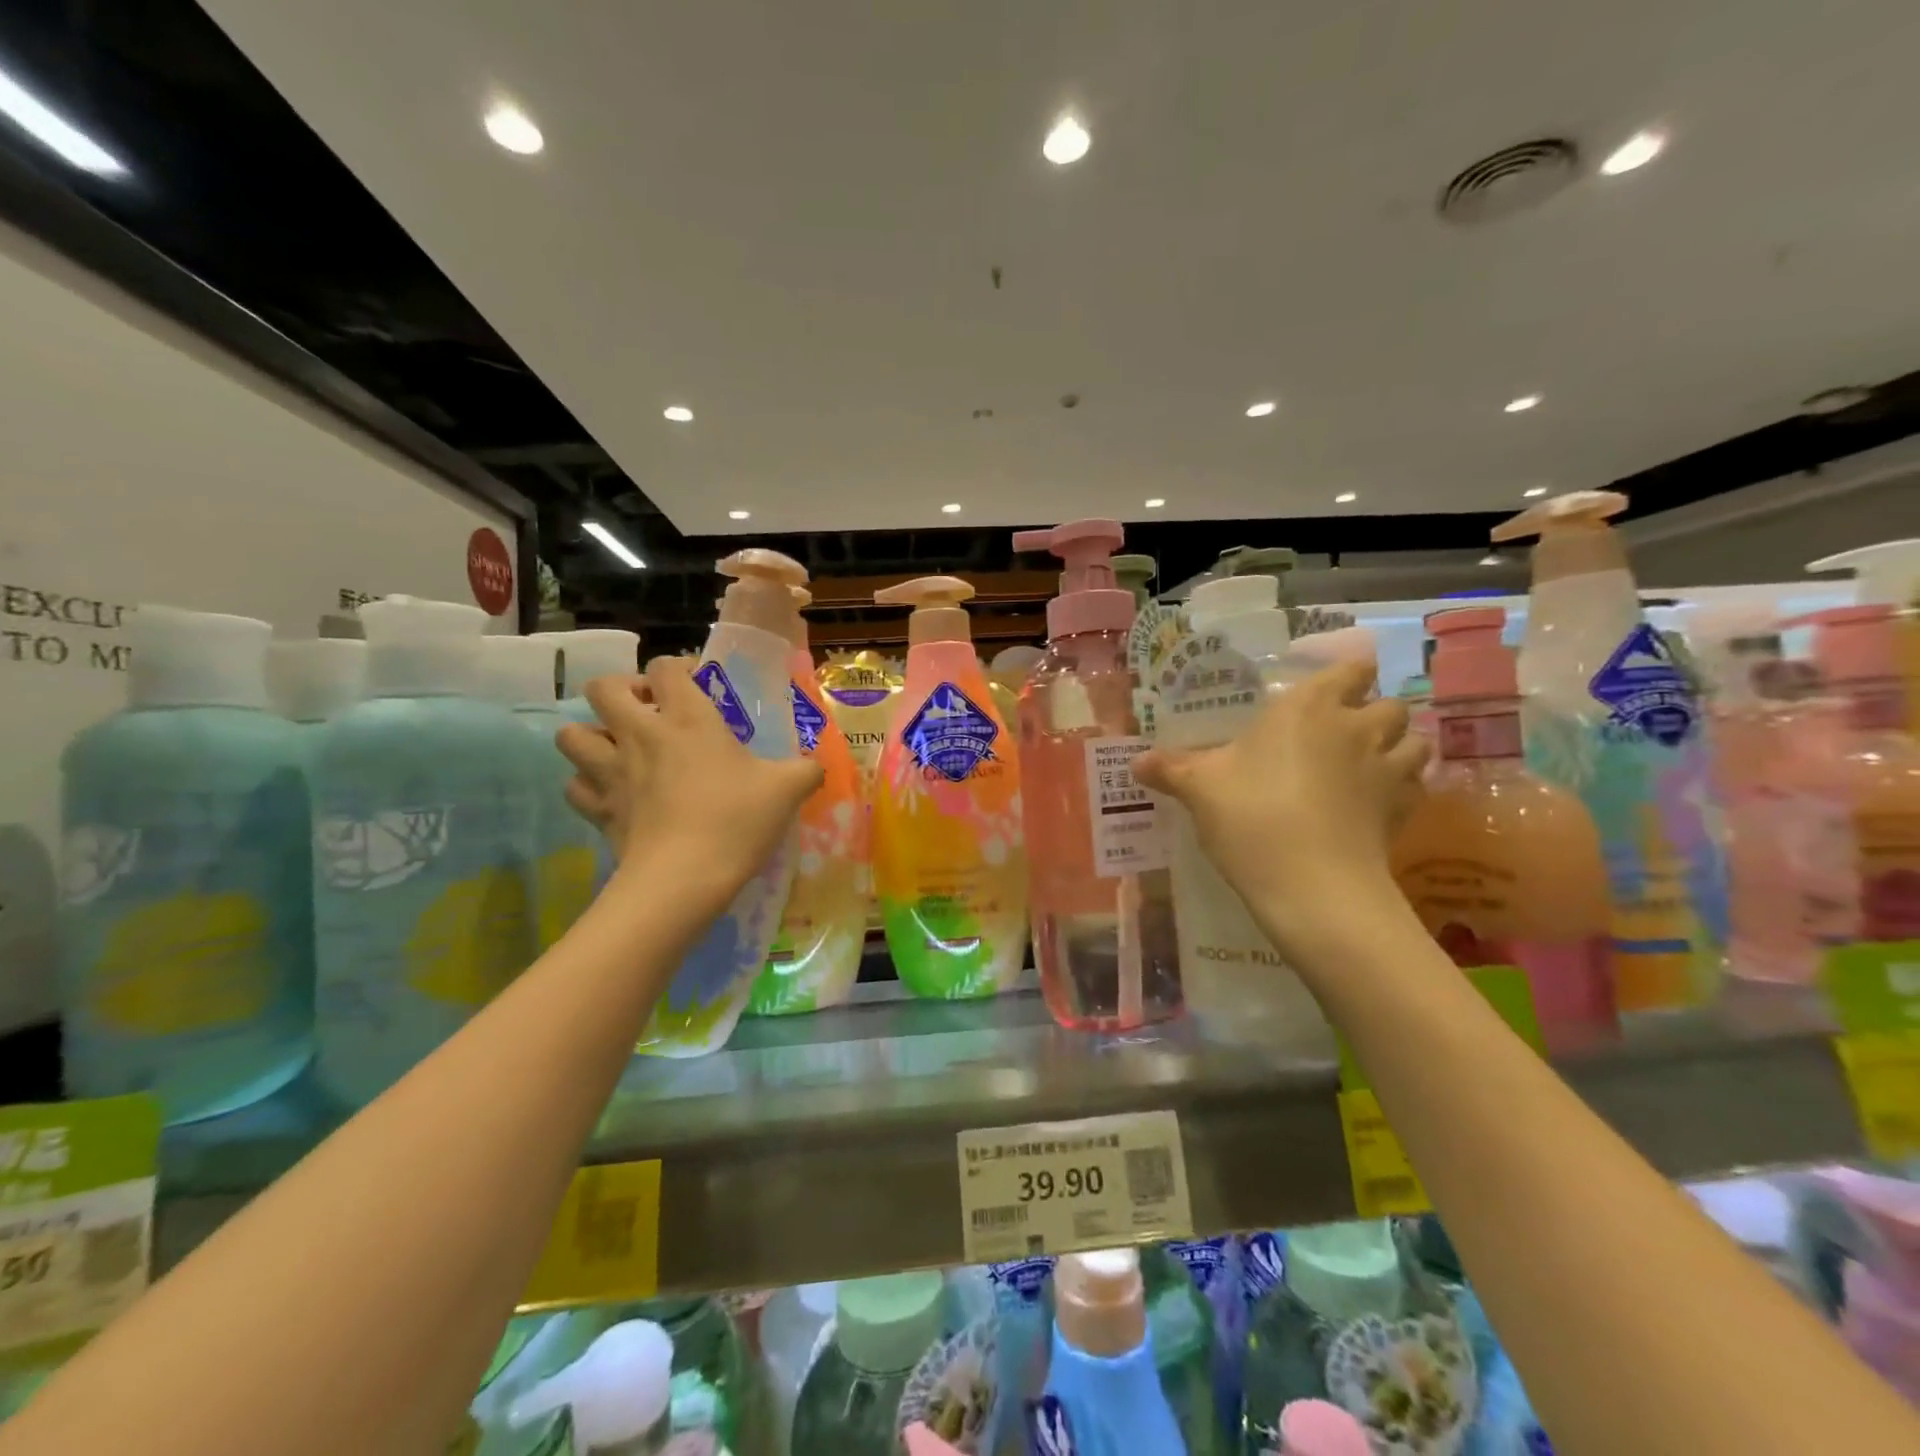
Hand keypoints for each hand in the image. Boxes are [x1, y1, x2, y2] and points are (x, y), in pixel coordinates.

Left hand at [556, 657, 821, 913]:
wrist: (684, 878)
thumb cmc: (736, 821)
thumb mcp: (787, 789)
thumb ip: (806, 769)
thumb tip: (816, 766)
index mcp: (688, 719)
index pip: (666, 668)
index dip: (678, 667)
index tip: (696, 685)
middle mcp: (641, 735)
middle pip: (603, 687)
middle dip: (622, 690)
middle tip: (650, 711)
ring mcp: (611, 771)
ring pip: (572, 734)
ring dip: (593, 734)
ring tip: (620, 749)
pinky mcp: (598, 808)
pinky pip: (575, 785)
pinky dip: (588, 784)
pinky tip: (612, 792)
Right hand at [1134, 659, 1427, 957]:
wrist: (1311, 885)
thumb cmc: (1251, 816)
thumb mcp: (1199, 789)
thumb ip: (1171, 769)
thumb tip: (1135, 763)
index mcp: (1308, 707)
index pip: (1350, 669)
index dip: (1345, 676)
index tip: (1326, 692)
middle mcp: (1357, 727)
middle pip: (1389, 703)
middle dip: (1372, 712)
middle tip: (1340, 734)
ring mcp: (1388, 769)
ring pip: (1414, 742)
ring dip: (1397, 748)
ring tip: (1366, 766)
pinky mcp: (1404, 811)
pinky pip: (1414, 786)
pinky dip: (1401, 789)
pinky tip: (1374, 805)